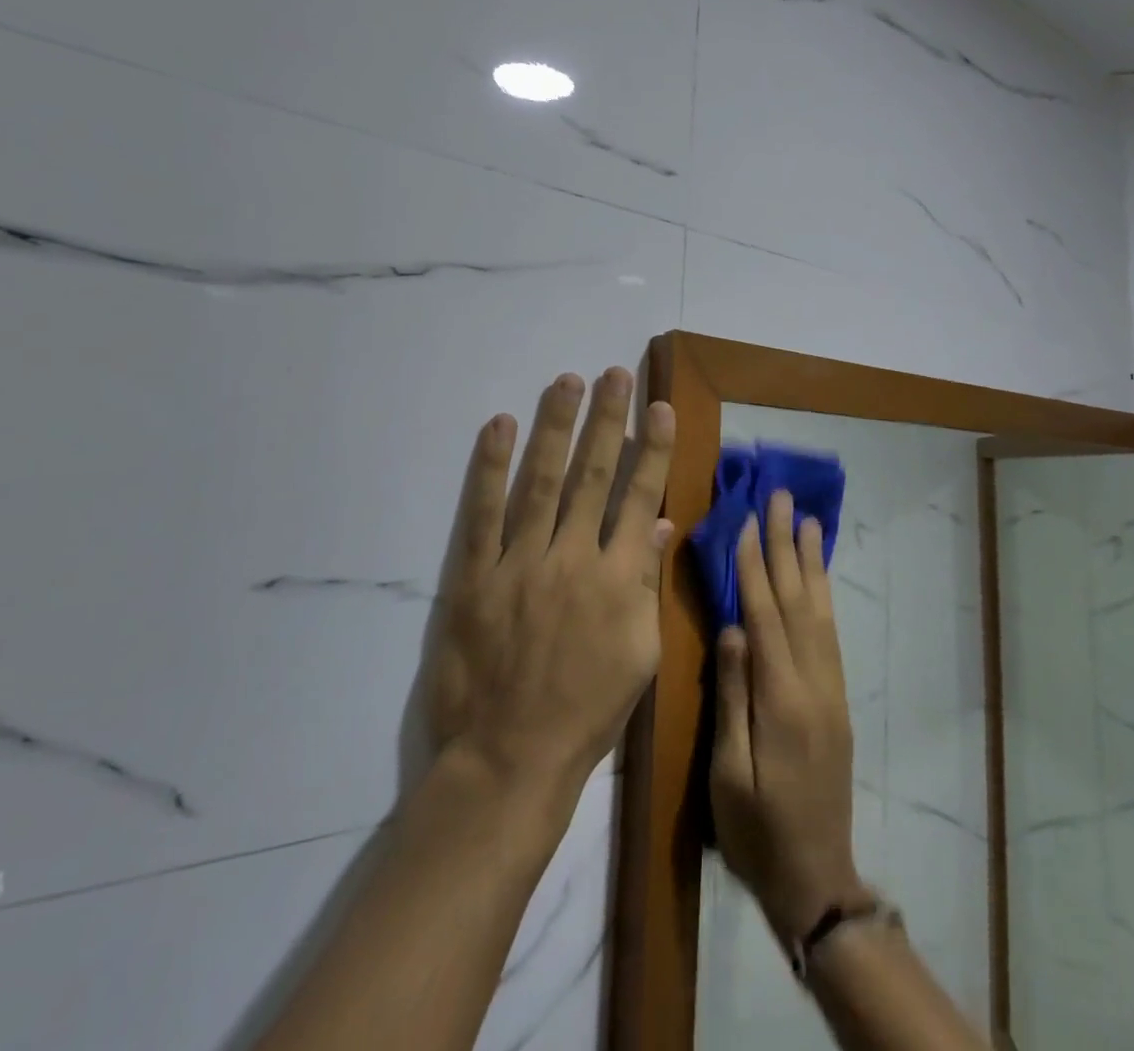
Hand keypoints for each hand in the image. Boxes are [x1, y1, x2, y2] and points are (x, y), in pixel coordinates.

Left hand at [427, 368, 674, 805]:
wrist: (510, 758)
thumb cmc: (586, 710)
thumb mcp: (639, 654)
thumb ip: (647, 583)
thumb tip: (659, 524)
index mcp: (618, 578)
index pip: (639, 496)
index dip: (651, 449)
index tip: (658, 407)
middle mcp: (572, 557)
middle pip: (593, 475)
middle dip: (607, 420)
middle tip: (614, 374)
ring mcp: (520, 563)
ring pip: (542, 481)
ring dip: (556, 427)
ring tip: (566, 382)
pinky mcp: (475, 576)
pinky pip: (483, 513)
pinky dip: (490, 467)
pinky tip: (500, 426)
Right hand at [710, 489, 864, 943]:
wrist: (817, 877)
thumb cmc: (757, 830)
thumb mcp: (729, 772)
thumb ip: (733, 696)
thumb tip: (731, 627)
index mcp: (782, 700)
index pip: (765, 616)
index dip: (754, 566)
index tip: (746, 520)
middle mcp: (814, 684)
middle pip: (798, 601)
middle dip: (786, 546)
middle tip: (782, 498)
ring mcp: (831, 690)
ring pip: (820, 612)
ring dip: (811, 562)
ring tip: (807, 521)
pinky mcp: (837, 699)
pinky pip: (830, 634)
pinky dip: (823, 596)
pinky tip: (817, 576)